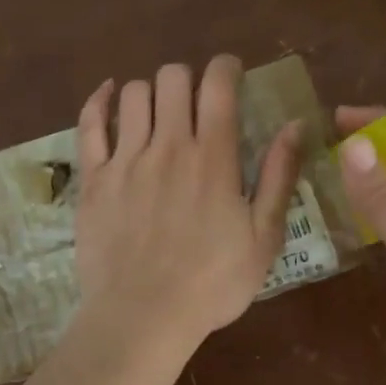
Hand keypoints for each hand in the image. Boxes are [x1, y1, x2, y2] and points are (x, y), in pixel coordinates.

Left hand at [73, 56, 300, 353]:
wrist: (143, 317)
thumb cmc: (212, 284)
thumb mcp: (264, 238)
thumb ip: (280, 177)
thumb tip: (296, 125)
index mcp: (214, 157)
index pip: (218, 84)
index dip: (226, 67)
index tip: (231, 75)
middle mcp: (168, 146)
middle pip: (173, 77)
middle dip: (188, 79)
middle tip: (195, 103)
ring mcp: (125, 160)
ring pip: (134, 94)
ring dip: (151, 93)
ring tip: (158, 114)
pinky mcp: (93, 179)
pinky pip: (89, 123)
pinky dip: (99, 101)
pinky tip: (109, 95)